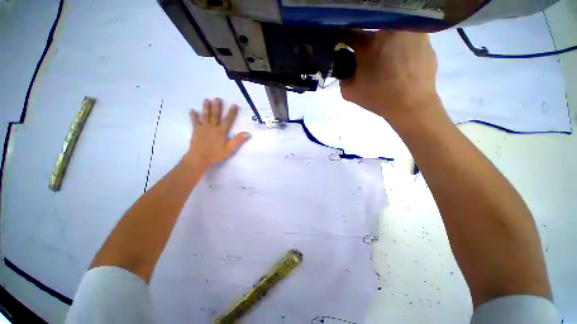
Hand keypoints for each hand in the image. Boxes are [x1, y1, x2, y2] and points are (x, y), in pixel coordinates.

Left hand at [183, 98, 250, 169]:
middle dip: (217, 106)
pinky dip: (193, 115)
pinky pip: (194, 121)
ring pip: (205, 115)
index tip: (235, 105)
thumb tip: (248, 133)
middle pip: (215, 115)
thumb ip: (238, 140)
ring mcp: (203, 128)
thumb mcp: (229, 149)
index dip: (232, 113)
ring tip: (207, 100)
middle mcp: (212, 127)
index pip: (228, 120)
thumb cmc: (216, 154)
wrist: (199, 158)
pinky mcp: (196, 130)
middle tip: (217, 98)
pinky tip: (192, 110)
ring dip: (206, 107)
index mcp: (221, 131)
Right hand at [341, 31, 440, 123]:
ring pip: (391, 34)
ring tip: (388, 64)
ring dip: (386, 45)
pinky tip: (403, 65)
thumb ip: (342, 78)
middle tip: (369, 62)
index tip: (342, 43)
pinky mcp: (426, 39)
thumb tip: (345, 69)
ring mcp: (411, 32)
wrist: (412, 105)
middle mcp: (390, 31)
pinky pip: (408, 39)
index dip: (343, 38)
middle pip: (372, 33)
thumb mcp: (350, 93)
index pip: (349, 33)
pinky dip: (402, 49)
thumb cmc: (378, 98)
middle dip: (367, 46)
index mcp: (369, 44)